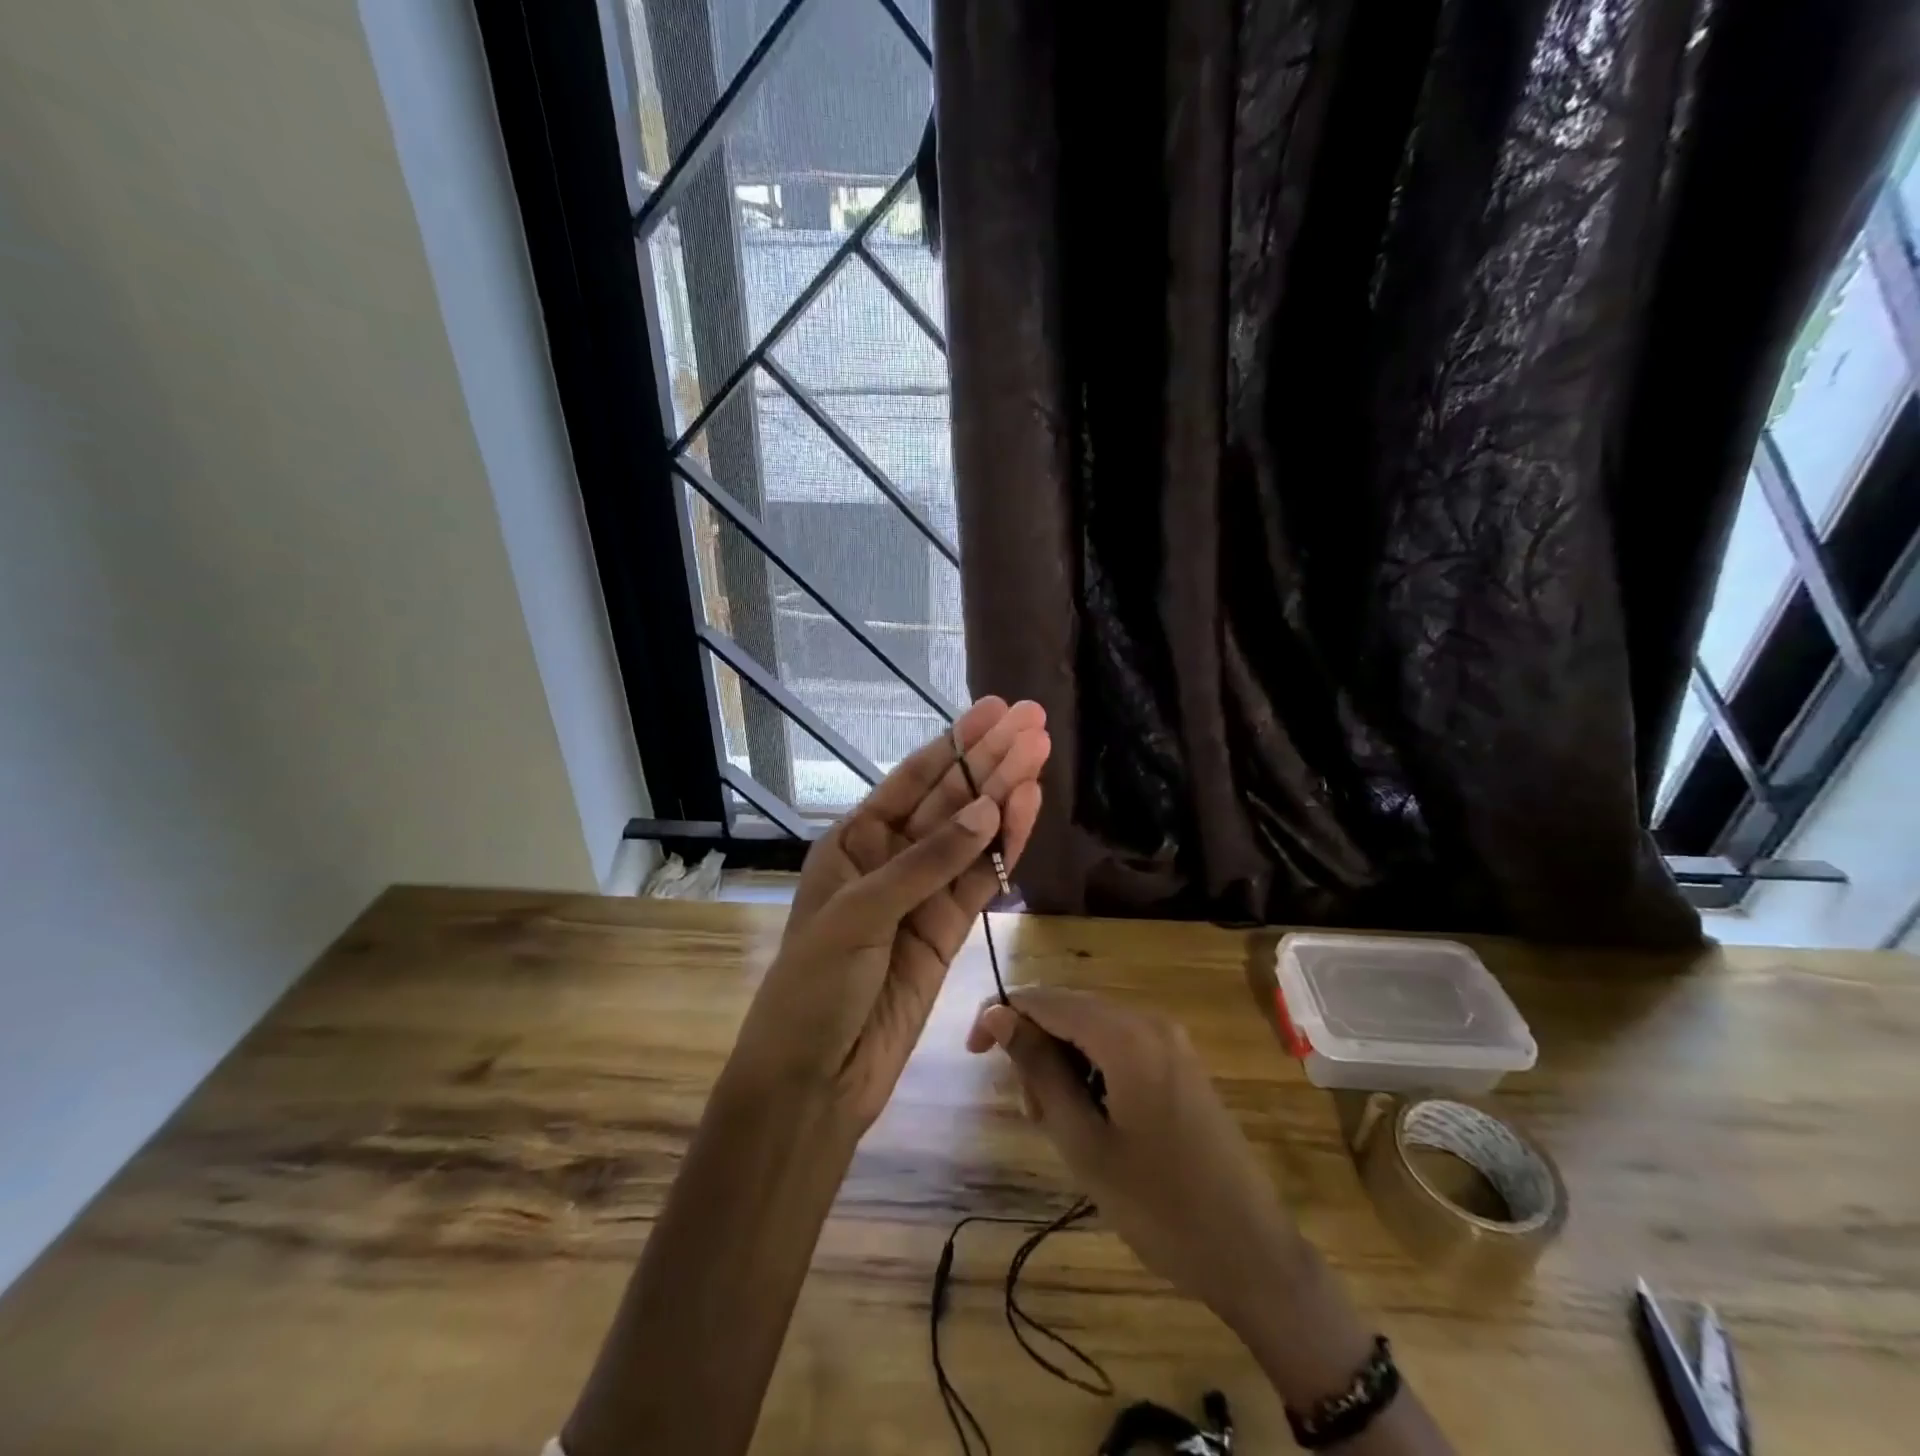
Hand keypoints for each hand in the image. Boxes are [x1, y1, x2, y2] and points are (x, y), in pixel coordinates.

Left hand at [728, 699, 1049, 1128]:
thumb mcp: (860, 914)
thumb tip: (988, 809)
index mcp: (854, 841)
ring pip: (972, 837)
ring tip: (1041, 754)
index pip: (913, 780)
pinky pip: (982, 881)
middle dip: (990, 761)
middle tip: (1035, 722)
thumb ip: (927, 862)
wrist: (815, 1079)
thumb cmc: (814, 987)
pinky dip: (1006, 849)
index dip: (957, 743)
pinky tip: (1028, 810)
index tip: (997, 710)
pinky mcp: (949, 931)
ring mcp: (923, 895)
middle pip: (950, 800)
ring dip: (1005, 797)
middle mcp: (890, 859)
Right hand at [966, 988, 1306, 1331]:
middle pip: (1069, 1010)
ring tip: (1058, 1125)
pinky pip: (1119, 1046)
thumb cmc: (1159, 1206)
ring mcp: (1170, 1040)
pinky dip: (1092, 1070)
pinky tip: (1091, 1118)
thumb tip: (997, 1014)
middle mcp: (1148, 1021)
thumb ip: (1037, 1069)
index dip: (1001, 1015)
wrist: (1252, 1254)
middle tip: (1029, 1113)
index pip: (1044, 999)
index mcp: (1125, 1035)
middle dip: (1036, 1047)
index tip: (973, 1054)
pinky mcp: (1180, 1062)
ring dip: (1062, 1063)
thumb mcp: (1083, 1142)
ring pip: (1091, 1029)